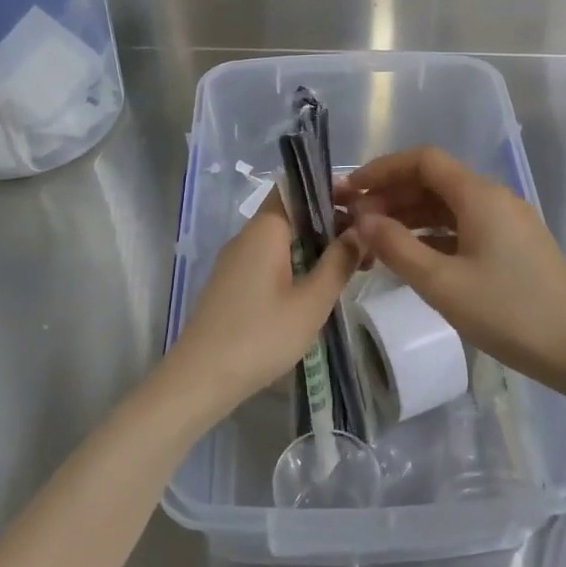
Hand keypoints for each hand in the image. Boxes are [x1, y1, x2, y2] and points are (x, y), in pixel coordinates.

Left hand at [164, 193, 357, 419]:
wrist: (201, 378)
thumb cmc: (261, 335)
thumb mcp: (312, 301)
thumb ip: (338, 262)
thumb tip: (359, 230)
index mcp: (265, 230)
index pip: (295, 188)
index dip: (327, 189)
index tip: (360, 205)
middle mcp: (247, 237)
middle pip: (291, 214)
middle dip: (328, 222)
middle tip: (364, 244)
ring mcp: (235, 261)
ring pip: (281, 239)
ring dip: (314, 246)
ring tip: (349, 268)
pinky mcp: (232, 285)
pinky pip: (269, 260)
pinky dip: (296, 264)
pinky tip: (316, 288)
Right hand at [341, 145, 565, 387]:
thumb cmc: (508, 312)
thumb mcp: (442, 283)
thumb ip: (397, 247)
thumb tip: (362, 219)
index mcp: (479, 195)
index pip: (423, 160)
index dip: (382, 169)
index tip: (349, 191)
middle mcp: (494, 197)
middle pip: (434, 180)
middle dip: (391, 194)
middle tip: (354, 220)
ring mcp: (506, 221)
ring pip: (448, 205)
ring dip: (410, 215)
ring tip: (374, 239)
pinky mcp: (512, 245)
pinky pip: (463, 226)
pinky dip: (433, 234)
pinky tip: (411, 255)